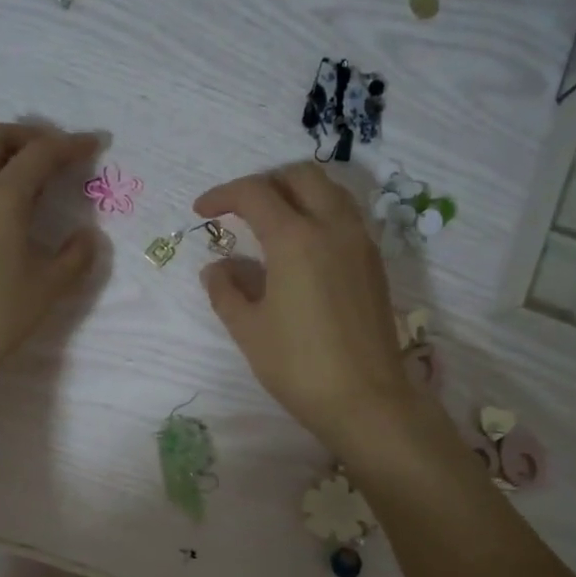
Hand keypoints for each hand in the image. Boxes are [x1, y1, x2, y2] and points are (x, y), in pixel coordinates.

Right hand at [196, 165, 417, 454]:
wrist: (366, 399)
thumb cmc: (299, 366)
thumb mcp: (249, 330)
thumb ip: (226, 290)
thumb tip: (217, 267)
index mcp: (296, 239)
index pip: (255, 194)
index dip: (223, 196)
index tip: (202, 211)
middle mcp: (333, 227)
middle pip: (300, 177)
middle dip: (264, 183)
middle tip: (239, 209)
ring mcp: (360, 243)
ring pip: (330, 191)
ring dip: (297, 193)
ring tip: (271, 221)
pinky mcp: (374, 264)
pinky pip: (346, 217)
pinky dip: (319, 213)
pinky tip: (302, 248)